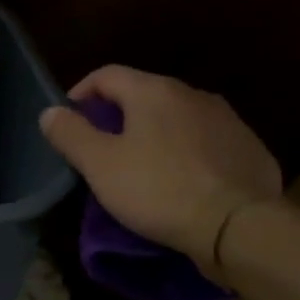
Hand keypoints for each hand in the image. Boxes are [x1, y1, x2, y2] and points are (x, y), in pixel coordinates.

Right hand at [39, 66, 281, 278]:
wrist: (237, 225)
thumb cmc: (157, 189)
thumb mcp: (99, 164)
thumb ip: (71, 134)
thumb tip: (51, 112)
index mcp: (154, 92)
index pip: (107, 74)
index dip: (81, 93)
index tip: (69, 121)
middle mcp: (193, 94)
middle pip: (143, 93)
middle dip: (117, 115)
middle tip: (99, 148)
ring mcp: (227, 119)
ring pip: (176, 117)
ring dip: (152, 133)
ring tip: (138, 166)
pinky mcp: (248, 147)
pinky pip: (204, 140)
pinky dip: (183, 151)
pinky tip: (178, 180)